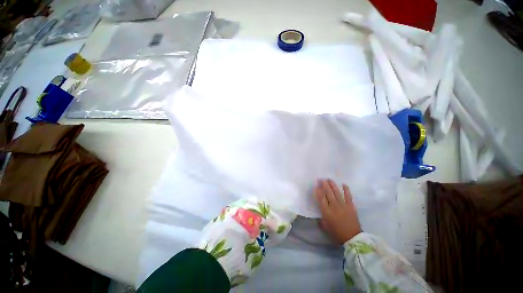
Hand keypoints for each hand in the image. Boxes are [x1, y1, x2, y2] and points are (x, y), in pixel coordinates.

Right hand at [314, 179, 361, 244]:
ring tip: (329, 179)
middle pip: (328, 193)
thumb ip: (321, 221)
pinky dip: (346, 190)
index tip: (316, 186)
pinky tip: (343, 184)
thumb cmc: (338, 234)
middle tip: (321, 179)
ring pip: (337, 192)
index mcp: (327, 212)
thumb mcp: (326, 228)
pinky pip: (348, 196)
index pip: (321, 199)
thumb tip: (319, 216)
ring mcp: (343, 205)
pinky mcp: (351, 206)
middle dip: (324, 185)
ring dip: (332, 185)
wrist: (353, 239)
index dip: (318, 191)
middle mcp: (334, 206)